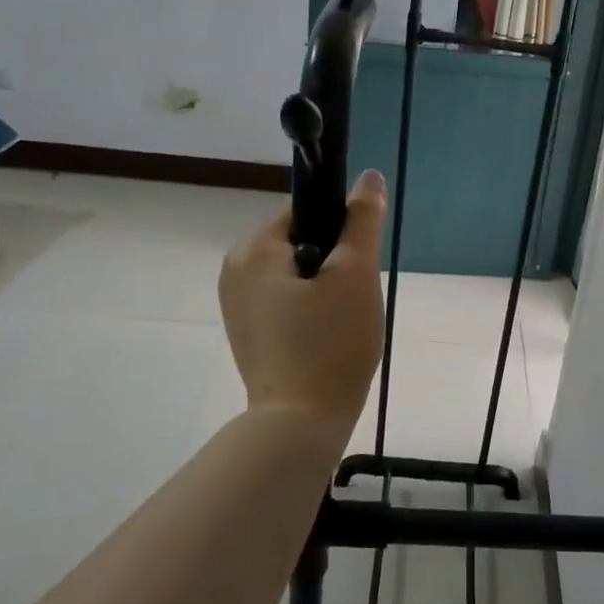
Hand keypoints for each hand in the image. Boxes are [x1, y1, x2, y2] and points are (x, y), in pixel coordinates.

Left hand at [219, 171, 387, 433]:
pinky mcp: (248, 333)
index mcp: (253, 250)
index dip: (340, 230)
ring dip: (325, 288)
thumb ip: (362, 220)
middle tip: (353, 299)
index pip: (305, 212)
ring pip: (296, 274)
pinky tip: (327, 338)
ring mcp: (237, 305)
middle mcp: (234, 271)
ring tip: (343, 322)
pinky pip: (286, 302)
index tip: (358, 264)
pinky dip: (310, 311)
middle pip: (300, 242)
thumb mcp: (356, 274)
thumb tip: (368, 177)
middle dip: (334, 263)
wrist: (300, 426)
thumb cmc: (330, 344)